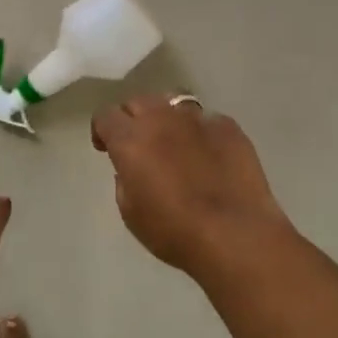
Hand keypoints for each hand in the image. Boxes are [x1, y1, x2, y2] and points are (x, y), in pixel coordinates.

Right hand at [91, 96, 292, 277]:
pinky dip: (201, 133)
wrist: (236, 235)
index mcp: (130, 140)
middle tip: (138, 144)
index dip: (102, 130)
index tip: (105, 148)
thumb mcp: (131, 213)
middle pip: (138, 101)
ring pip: (173, 102)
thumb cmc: (175, 231)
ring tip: (174, 142)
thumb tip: (130, 169)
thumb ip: (124, 181)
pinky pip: (207, 120)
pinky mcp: (228, 127)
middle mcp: (161, 119)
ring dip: (166, 119)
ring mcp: (197, 119)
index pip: (106, 115)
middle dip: (132, 118)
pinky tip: (209, 155)